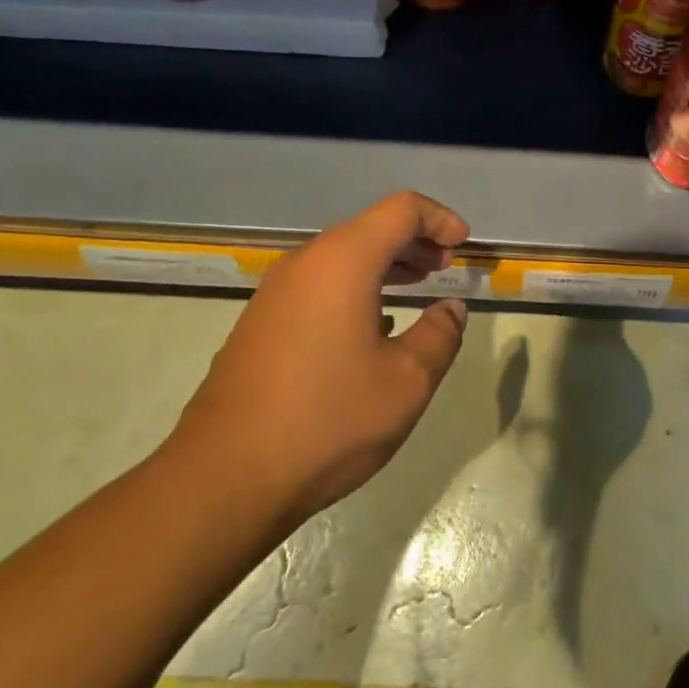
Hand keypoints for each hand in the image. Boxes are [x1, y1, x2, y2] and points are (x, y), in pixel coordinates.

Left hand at [169, 191, 471, 529]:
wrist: (225, 477)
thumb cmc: (328, 420)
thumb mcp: (407, 381)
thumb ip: (440, 335)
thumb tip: (450, 309)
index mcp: (343, 261)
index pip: (401, 210)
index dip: (439, 218)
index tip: (463, 245)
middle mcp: (305, 263)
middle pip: (369, 228)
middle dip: (414, 240)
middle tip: (446, 266)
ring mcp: (276, 292)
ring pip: (341, 256)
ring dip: (385, 263)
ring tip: (417, 286)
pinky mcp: (260, 322)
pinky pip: (318, 283)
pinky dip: (355, 286)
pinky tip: (372, 324)